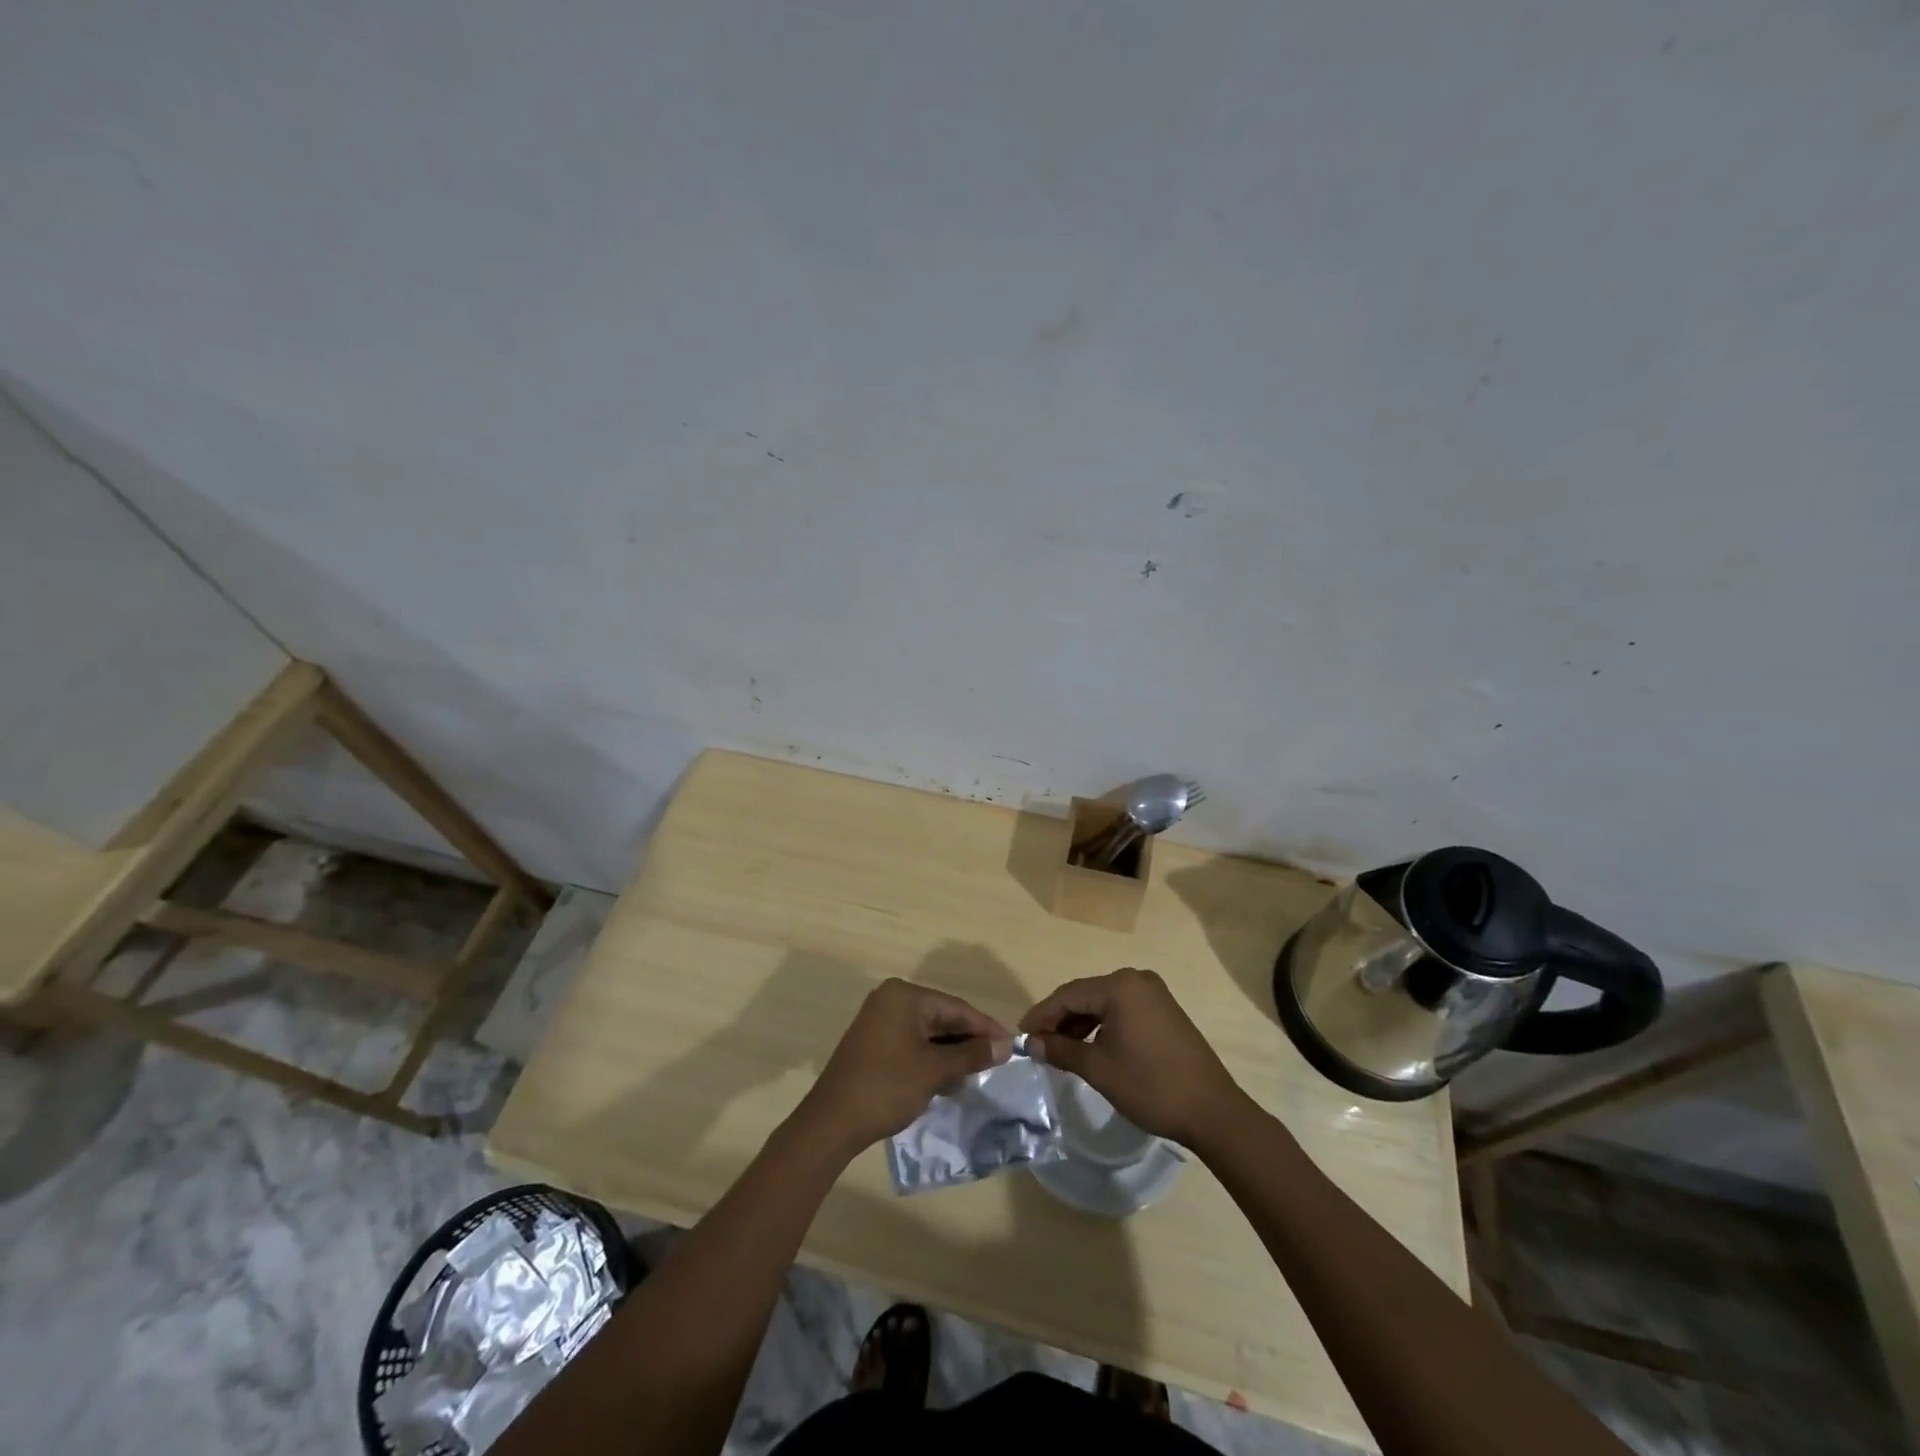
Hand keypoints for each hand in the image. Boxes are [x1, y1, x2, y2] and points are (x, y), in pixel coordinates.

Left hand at [794, 979, 1011, 1157]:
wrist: (832, 1122)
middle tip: (998, 1061)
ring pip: (927, 1031)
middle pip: (942, 1016)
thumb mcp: (934, 1071)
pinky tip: (948, 1076)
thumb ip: (971, 1055)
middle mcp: (891, 999)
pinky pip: (912, 1041)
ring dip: (951, 1051)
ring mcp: (879, 1019)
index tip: (1012, 1047)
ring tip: (977, 1072)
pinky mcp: (873, 1041)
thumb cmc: (887, 1087)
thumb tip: (1005, 1046)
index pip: (956, 1007)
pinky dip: (931, 1057)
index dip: (986, 1028)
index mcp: (904, 995)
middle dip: (968, 1040)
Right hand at [1021, 967, 1247, 1147]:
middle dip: (1059, 1019)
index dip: (1041, 1015)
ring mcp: (1153, 993)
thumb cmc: (1150, 1086)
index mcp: (1120, 986)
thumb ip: (1061, 1050)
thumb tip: (1033, 1043)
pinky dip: (1102, 1025)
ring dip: (1080, 1023)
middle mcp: (1136, 979)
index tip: (1020, 1035)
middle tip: (1037, 1043)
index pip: (1068, 995)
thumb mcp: (1099, 1069)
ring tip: (1059, 1048)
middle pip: (1085, 995)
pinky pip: (1122, 1010)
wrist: (1212, 1111)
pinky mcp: (1164, 1010)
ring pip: (1103, 1003)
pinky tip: (1090, 1046)